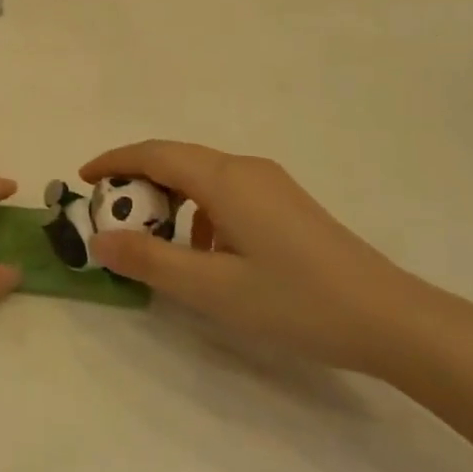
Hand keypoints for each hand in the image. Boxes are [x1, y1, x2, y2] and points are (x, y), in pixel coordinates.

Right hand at [80, 141, 437, 375]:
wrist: (389, 318)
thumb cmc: (295, 301)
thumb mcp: (213, 289)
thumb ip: (151, 262)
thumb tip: (101, 241)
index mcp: (225, 179)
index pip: (154, 153)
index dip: (114, 161)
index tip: (83, 179)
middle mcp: (245, 169)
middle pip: (177, 160)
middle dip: (137, 181)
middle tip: (110, 214)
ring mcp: (270, 184)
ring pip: (202, 177)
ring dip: (169, 198)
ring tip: (153, 239)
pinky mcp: (286, 204)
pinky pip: (226, 193)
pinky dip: (199, 212)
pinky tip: (205, 254)